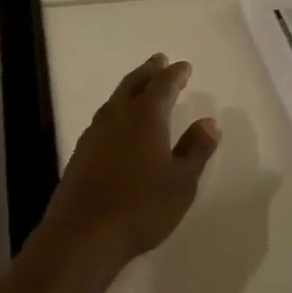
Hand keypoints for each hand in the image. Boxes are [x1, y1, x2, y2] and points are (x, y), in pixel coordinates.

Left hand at [42, 54, 220, 275]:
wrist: (85, 232)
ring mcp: (96, 131)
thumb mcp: (181, 182)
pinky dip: (118, 107)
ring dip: (131, 86)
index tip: (184, 66)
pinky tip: (119, 120)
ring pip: (116, 98)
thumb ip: (195, 149)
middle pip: (135, 83)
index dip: (175, 74)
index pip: (163, 85)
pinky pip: (105, 116)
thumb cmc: (141, 206)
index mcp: (146, 116)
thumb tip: (209, 122)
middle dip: (150, 71)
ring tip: (141, 84)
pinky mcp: (82, 150)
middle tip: (160, 60)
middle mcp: (118, 115)